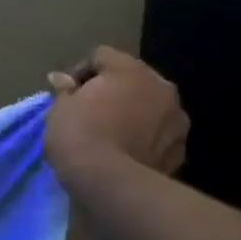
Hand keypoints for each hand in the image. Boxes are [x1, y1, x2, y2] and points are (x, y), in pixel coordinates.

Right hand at [45, 48, 188, 181]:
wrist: (111, 184)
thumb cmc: (79, 136)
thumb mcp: (59, 109)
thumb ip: (65, 90)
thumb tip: (61, 78)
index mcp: (130, 70)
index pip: (101, 55)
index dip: (80, 72)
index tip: (66, 94)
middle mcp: (161, 87)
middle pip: (132, 78)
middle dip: (112, 91)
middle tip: (89, 111)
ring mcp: (176, 119)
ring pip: (150, 106)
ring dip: (133, 113)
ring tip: (111, 134)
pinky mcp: (181, 149)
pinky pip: (158, 134)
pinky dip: (145, 138)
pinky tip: (126, 152)